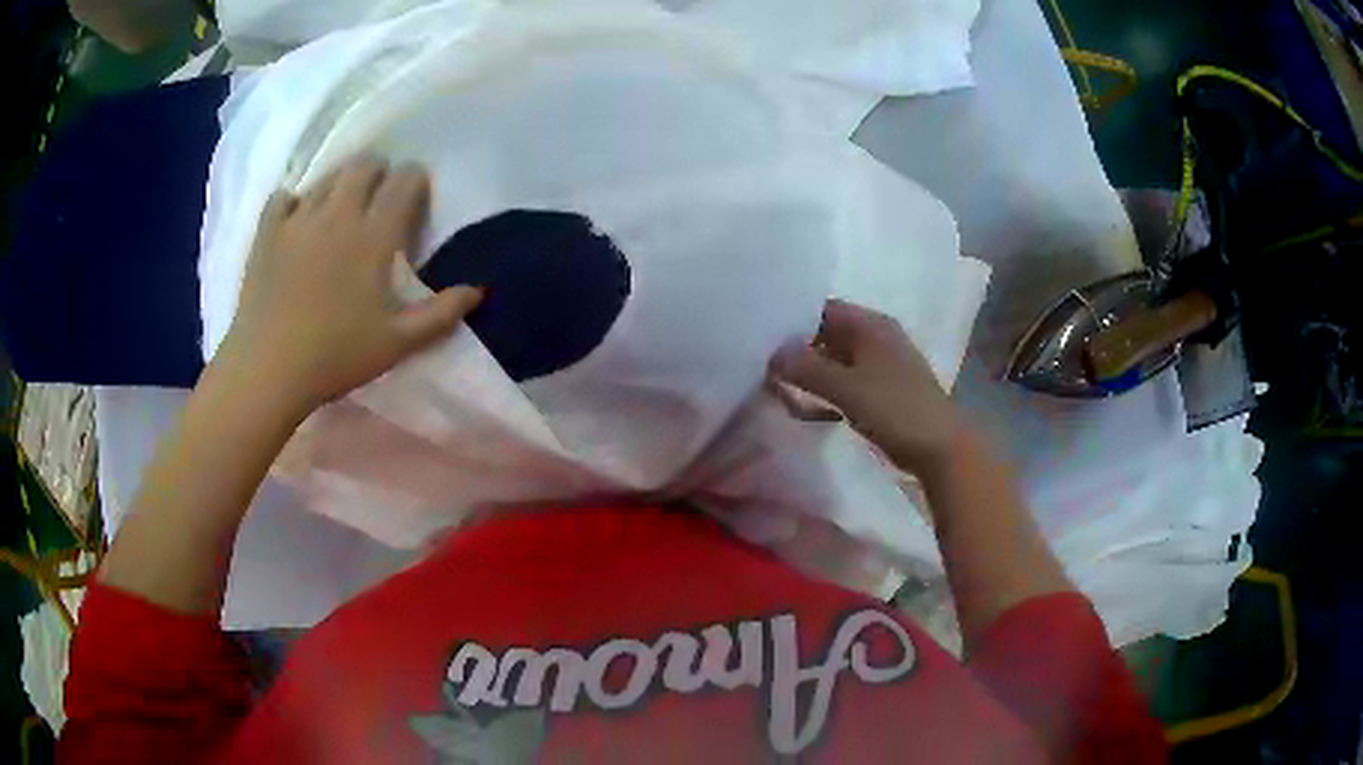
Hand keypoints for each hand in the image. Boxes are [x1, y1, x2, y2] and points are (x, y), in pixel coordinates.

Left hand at [218, 156, 482, 415]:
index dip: (415, 179)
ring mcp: (298, 219)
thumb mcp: (397, 343)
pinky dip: (294, 202)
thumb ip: (440, 314)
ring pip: (326, 177)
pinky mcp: (267, 232)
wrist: (268, 370)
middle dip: (378, 171)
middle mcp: (337, 214)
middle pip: (364, 164)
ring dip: (340, 183)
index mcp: (373, 236)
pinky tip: (297, 220)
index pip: (404, 181)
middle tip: (378, 197)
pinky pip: (283, 197)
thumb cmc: (336, 357)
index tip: (415, 195)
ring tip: (340, 209)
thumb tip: (478, 290)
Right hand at [769, 300, 964, 477]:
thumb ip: (807, 368)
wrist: (940, 449)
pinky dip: (826, 392)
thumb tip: (773, 353)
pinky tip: (804, 408)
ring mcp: (882, 366)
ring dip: (810, 373)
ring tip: (774, 385)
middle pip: (828, 335)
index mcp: (872, 326)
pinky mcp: (883, 392)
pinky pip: (846, 384)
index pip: (823, 309)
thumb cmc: (896, 410)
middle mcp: (877, 338)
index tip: (761, 335)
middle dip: (797, 349)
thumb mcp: (847, 387)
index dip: (793, 319)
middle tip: (761, 363)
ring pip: (836, 362)